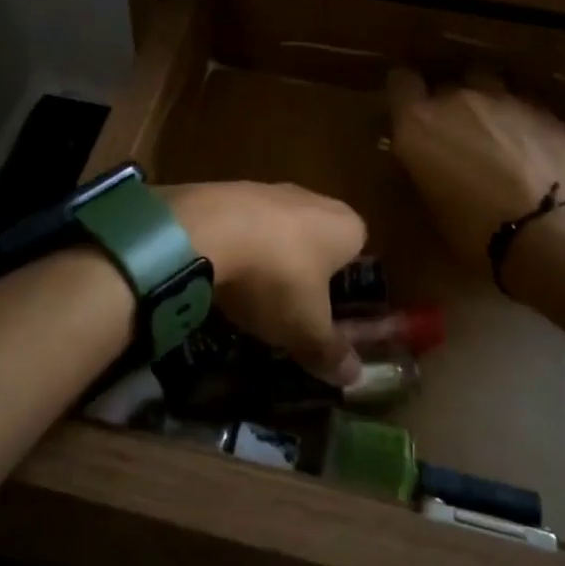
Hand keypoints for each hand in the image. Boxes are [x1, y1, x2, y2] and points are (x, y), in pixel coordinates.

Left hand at [160, 182, 366, 385]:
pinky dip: (236, 249)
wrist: (205, 229)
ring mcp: (267, 190)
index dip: (345, 288)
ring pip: (277, 233)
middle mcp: (312, 199)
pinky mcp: (228, 190)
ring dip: (267, 261)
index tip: (327, 317)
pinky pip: (241, 226)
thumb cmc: (276, 277)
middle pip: (316, 241)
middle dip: (304, 274)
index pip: (358, 253)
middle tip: (289, 312)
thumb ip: (331, 351)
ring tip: (250, 299)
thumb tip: (354, 376)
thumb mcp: (306, 328)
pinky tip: (220, 276)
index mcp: (345, 226)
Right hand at [387, 69, 564, 270]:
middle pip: (445, 83)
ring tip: (493, 129)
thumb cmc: (475, 231)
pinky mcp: (541, 108)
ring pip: (486, 82)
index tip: (410, 110)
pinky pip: (521, 101)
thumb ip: (423, 165)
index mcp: (418, 123)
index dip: (405, 93)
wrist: (549, 232)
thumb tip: (427, 159)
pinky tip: (528, 143)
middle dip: (447, 104)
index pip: (401, 81)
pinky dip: (518, 116)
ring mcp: (502, 98)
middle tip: (455, 134)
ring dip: (484, 100)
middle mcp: (456, 99)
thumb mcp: (430, 202)